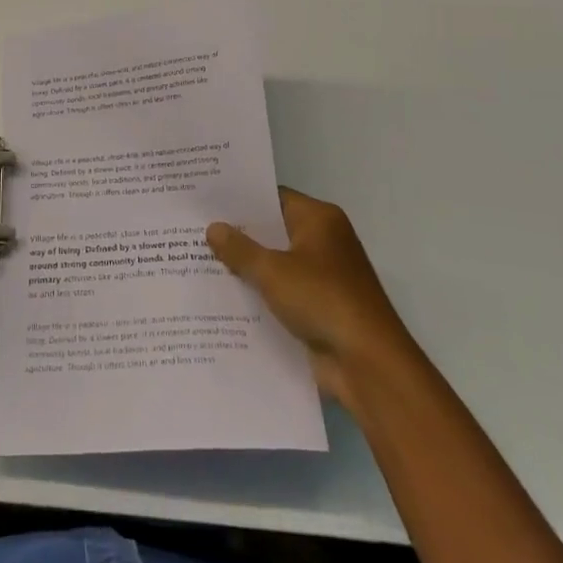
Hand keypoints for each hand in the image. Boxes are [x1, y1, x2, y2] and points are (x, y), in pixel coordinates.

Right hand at [207, 188, 413, 412]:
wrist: (368, 364)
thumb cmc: (322, 299)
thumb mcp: (273, 270)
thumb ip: (240, 249)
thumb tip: (213, 228)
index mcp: (319, 219)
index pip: (273, 198)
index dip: (241, 200)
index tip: (206, 201)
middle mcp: (324, 241)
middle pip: (273, 231)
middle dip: (238, 235)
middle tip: (194, 230)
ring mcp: (323, 277)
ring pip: (275, 265)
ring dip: (247, 269)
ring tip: (199, 262)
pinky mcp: (319, 308)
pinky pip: (282, 293)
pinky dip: (260, 296)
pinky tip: (224, 299)